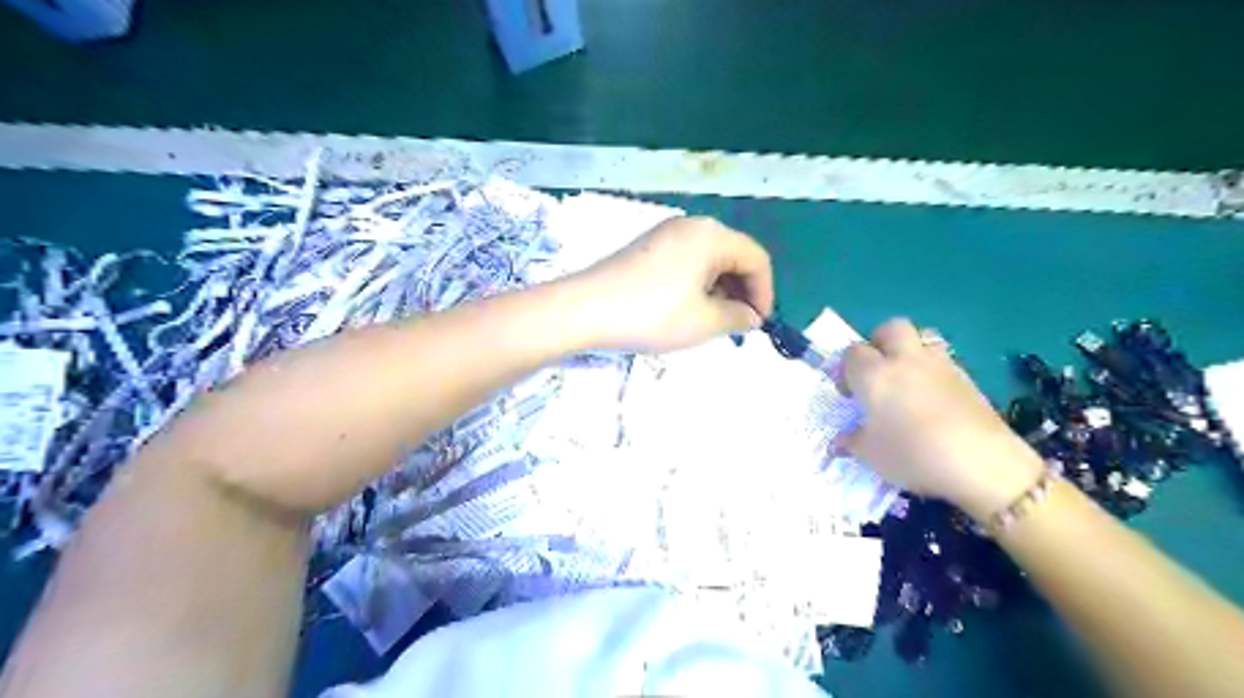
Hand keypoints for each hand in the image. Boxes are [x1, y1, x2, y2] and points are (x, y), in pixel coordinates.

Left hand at [568, 216, 774, 351]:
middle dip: (742, 291)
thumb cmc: (651, 314)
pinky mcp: (647, 248)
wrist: (583, 310)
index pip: (756, 259)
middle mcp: (691, 226)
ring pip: (709, 260)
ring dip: (719, 290)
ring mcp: (665, 234)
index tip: (758, 325)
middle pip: (733, 255)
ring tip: (712, 322)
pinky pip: (686, 262)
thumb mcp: (703, 321)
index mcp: (711, 235)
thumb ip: (737, 317)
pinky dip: (697, 285)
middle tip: (737, 326)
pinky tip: (686, 310)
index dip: (764, 293)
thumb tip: (751, 316)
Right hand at [841, 319, 1040, 521]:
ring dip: (910, 351)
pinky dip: (934, 371)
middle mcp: (905, 360)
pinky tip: (933, 399)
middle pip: (890, 328)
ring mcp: (940, 365)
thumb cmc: (913, 455)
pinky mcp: (968, 378)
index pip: (852, 353)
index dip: (847, 369)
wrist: (982, 464)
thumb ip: (852, 441)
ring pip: (922, 337)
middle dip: (880, 342)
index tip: (849, 392)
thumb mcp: (871, 455)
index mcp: (874, 375)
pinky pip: (944, 360)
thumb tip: (841, 440)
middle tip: (877, 370)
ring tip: (907, 381)